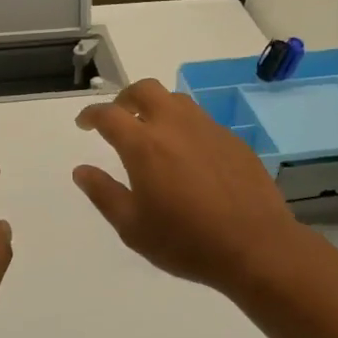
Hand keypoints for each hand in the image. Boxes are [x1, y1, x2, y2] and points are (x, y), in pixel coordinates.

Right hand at [74, 79, 309, 295]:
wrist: (256, 247)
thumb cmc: (186, 242)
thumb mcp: (133, 227)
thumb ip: (104, 194)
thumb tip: (82, 171)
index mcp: (144, 145)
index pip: (109, 115)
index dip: (91, 115)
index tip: (84, 123)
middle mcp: (175, 126)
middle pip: (145, 90)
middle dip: (124, 98)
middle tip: (117, 117)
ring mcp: (208, 129)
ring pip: (176, 100)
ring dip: (156, 107)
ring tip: (152, 132)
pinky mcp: (233, 140)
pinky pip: (201, 121)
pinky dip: (184, 126)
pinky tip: (187, 155)